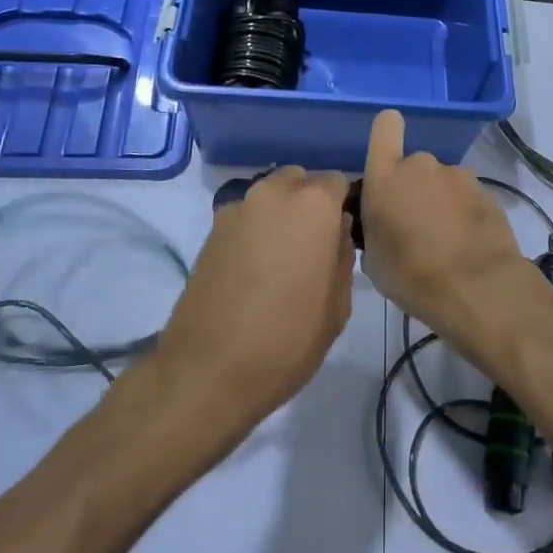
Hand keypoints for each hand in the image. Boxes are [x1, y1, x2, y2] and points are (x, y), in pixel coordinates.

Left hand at [153, 168, 354, 430]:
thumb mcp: (337, 305)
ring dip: (282, 213)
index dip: (345, 204)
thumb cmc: (286, 340)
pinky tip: (256, 268)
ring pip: (270, 195)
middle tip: (316, 243)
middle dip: (311, 202)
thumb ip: (342, 256)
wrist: (206, 372)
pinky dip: (257, 229)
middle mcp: (273, 194)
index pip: (338, 181)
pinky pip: (246, 216)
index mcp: (312, 205)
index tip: (346, 233)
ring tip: (284, 256)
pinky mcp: (211, 231)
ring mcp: (236, 209)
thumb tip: (337, 231)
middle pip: (300, 181)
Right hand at [360, 110, 536, 343]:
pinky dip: (464, 213)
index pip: (385, 126)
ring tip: (444, 240)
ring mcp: (457, 175)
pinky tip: (466, 244)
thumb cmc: (411, 274)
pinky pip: (465, 197)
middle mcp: (421, 165)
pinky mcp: (486, 192)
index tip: (387, 155)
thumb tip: (382, 223)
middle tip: (414, 225)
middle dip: (413, 188)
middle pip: (413, 165)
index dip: (387, 133)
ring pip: (441, 182)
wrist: (476, 287)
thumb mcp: (373, 258)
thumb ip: (373, 227)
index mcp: (386, 176)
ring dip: (440, 201)